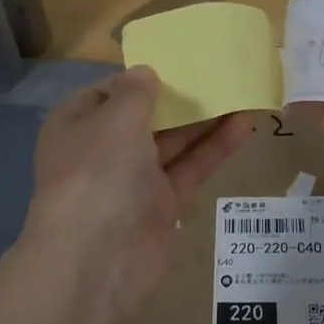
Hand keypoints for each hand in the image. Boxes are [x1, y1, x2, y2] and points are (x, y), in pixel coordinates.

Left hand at [21, 66, 253, 318]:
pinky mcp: (163, 205)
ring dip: (204, 120)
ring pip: (173, 142)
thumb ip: (136, 92)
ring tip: (241, 91)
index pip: (108, 92)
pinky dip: (215, 147)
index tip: (174, 62)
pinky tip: (246, 124)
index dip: (139, 78)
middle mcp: (103, 150)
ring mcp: (133, 180)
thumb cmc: (98, 173)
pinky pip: (191, 168)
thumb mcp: (116, 119)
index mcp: (77, 124)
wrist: (97, 261)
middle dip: (178, 97)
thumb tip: (145, 74)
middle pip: (145, 117)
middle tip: (217, 72)